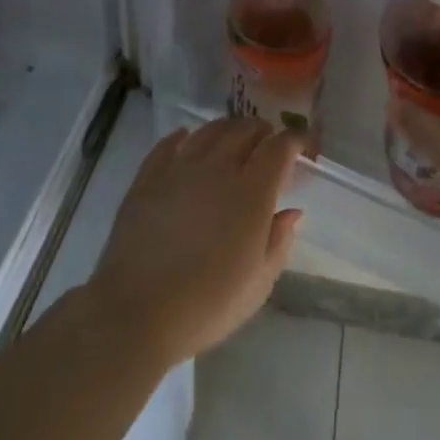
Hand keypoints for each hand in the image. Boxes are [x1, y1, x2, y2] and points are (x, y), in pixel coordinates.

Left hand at [86, 118, 302, 369]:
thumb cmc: (208, 303)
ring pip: (208, 131)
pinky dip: (183, 137)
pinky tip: (186, 139)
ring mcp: (179, 168)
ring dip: (226, 128)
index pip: (279, 148)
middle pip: (244, 131)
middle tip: (267, 140)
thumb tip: (293, 212)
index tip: (300, 144)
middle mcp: (218, 168)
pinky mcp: (148, 177)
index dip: (293, 140)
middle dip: (261, 131)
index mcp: (252, 192)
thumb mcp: (259, 282)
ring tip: (232, 136)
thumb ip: (280, 241)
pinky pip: (169, 144)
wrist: (139, 311)